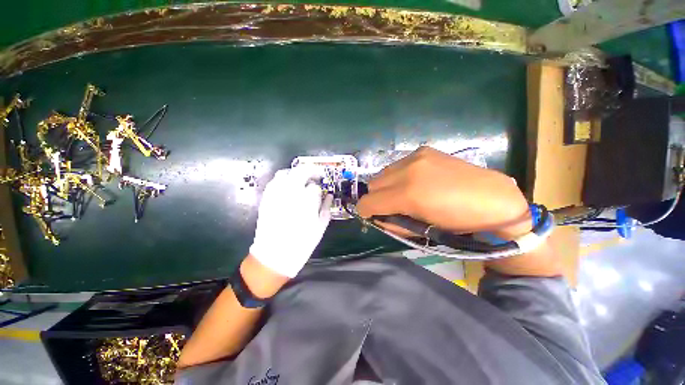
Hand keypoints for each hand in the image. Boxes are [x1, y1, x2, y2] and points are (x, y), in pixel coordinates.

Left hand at [249, 168, 332, 277]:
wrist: (273, 256)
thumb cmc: (301, 244)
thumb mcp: (320, 227)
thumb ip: (326, 208)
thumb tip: (329, 196)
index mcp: (306, 202)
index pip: (315, 187)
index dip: (319, 189)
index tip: (321, 192)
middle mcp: (291, 194)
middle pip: (301, 172)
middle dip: (310, 171)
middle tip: (315, 176)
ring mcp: (276, 195)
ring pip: (285, 173)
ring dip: (295, 174)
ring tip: (301, 180)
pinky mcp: (266, 199)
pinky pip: (273, 182)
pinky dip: (282, 180)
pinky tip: (287, 187)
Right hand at [357, 147, 531, 239]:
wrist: (493, 199)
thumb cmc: (458, 222)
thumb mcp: (422, 231)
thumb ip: (393, 223)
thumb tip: (377, 217)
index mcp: (409, 194)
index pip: (369, 201)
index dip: (364, 210)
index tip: (369, 215)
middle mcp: (408, 170)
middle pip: (373, 184)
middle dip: (375, 197)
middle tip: (388, 206)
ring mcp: (416, 157)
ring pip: (383, 173)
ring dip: (386, 185)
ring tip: (402, 193)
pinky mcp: (423, 150)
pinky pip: (398, 165)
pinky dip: (398, 176)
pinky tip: (414, 181)